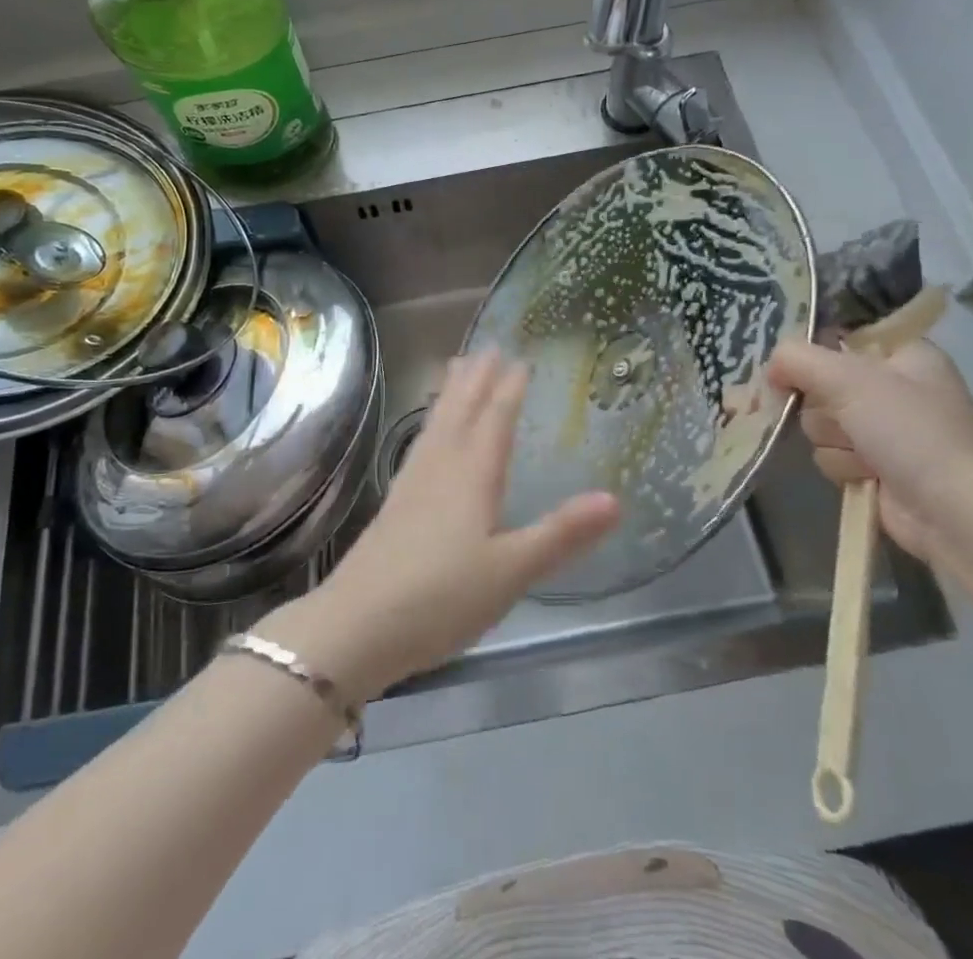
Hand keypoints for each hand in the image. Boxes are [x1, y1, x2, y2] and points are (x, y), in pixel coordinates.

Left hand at [261, 353, 619, 701]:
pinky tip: (428, 435)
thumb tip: (615, 499)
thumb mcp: (511, 572)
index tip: (520, 358)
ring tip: (457, 367)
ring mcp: (412, 483)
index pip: (495, 419)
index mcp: (471, 475)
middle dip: (477, 378)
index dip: (509, 388)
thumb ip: (561, 535)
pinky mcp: (395, 504)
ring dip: (452, 393)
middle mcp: (440, 467)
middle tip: (488, 346)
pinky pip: (421, 443)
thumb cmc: (441, 598)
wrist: (357, 625)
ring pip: (437, 423)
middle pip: (461, 410)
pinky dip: (432, 423)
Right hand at [766, 338, 972, 561]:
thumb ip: (798, 359)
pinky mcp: (873, 465)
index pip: (840, 336)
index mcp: (902, 354)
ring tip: (865, 455)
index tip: (797, 367)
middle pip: (820, 383)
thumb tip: (770, 366)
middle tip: (846, 418)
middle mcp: (893, 387)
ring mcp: (883, 429)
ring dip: (834, 441)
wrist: (953, 512)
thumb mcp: (849, 379)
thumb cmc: (910, 431)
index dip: (815, 351)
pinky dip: (842, 465)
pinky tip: (867, 475)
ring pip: (819, 422)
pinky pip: (829, 453)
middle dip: (825, 408)